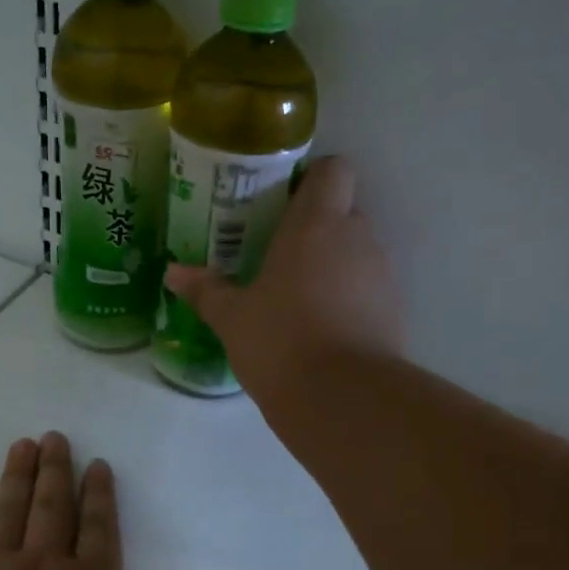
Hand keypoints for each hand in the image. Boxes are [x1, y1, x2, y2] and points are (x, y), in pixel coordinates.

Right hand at [164, 155, 403, 403]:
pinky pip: (368, 289)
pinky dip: (349, 299)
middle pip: (344, 211)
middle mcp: (357, 238)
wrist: (343, 399)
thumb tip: (173, 272)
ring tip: (298, 298)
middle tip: (279, 255)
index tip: (285, 202)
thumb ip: (205, 290)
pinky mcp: (395, 311)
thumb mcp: (232, 318)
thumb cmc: (280, 342)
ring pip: (358, 252)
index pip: (334, 170)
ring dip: (333, 265)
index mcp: (316, 224)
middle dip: (316, 227)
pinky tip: (321, 329)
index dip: (313, 179)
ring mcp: (382, 274)